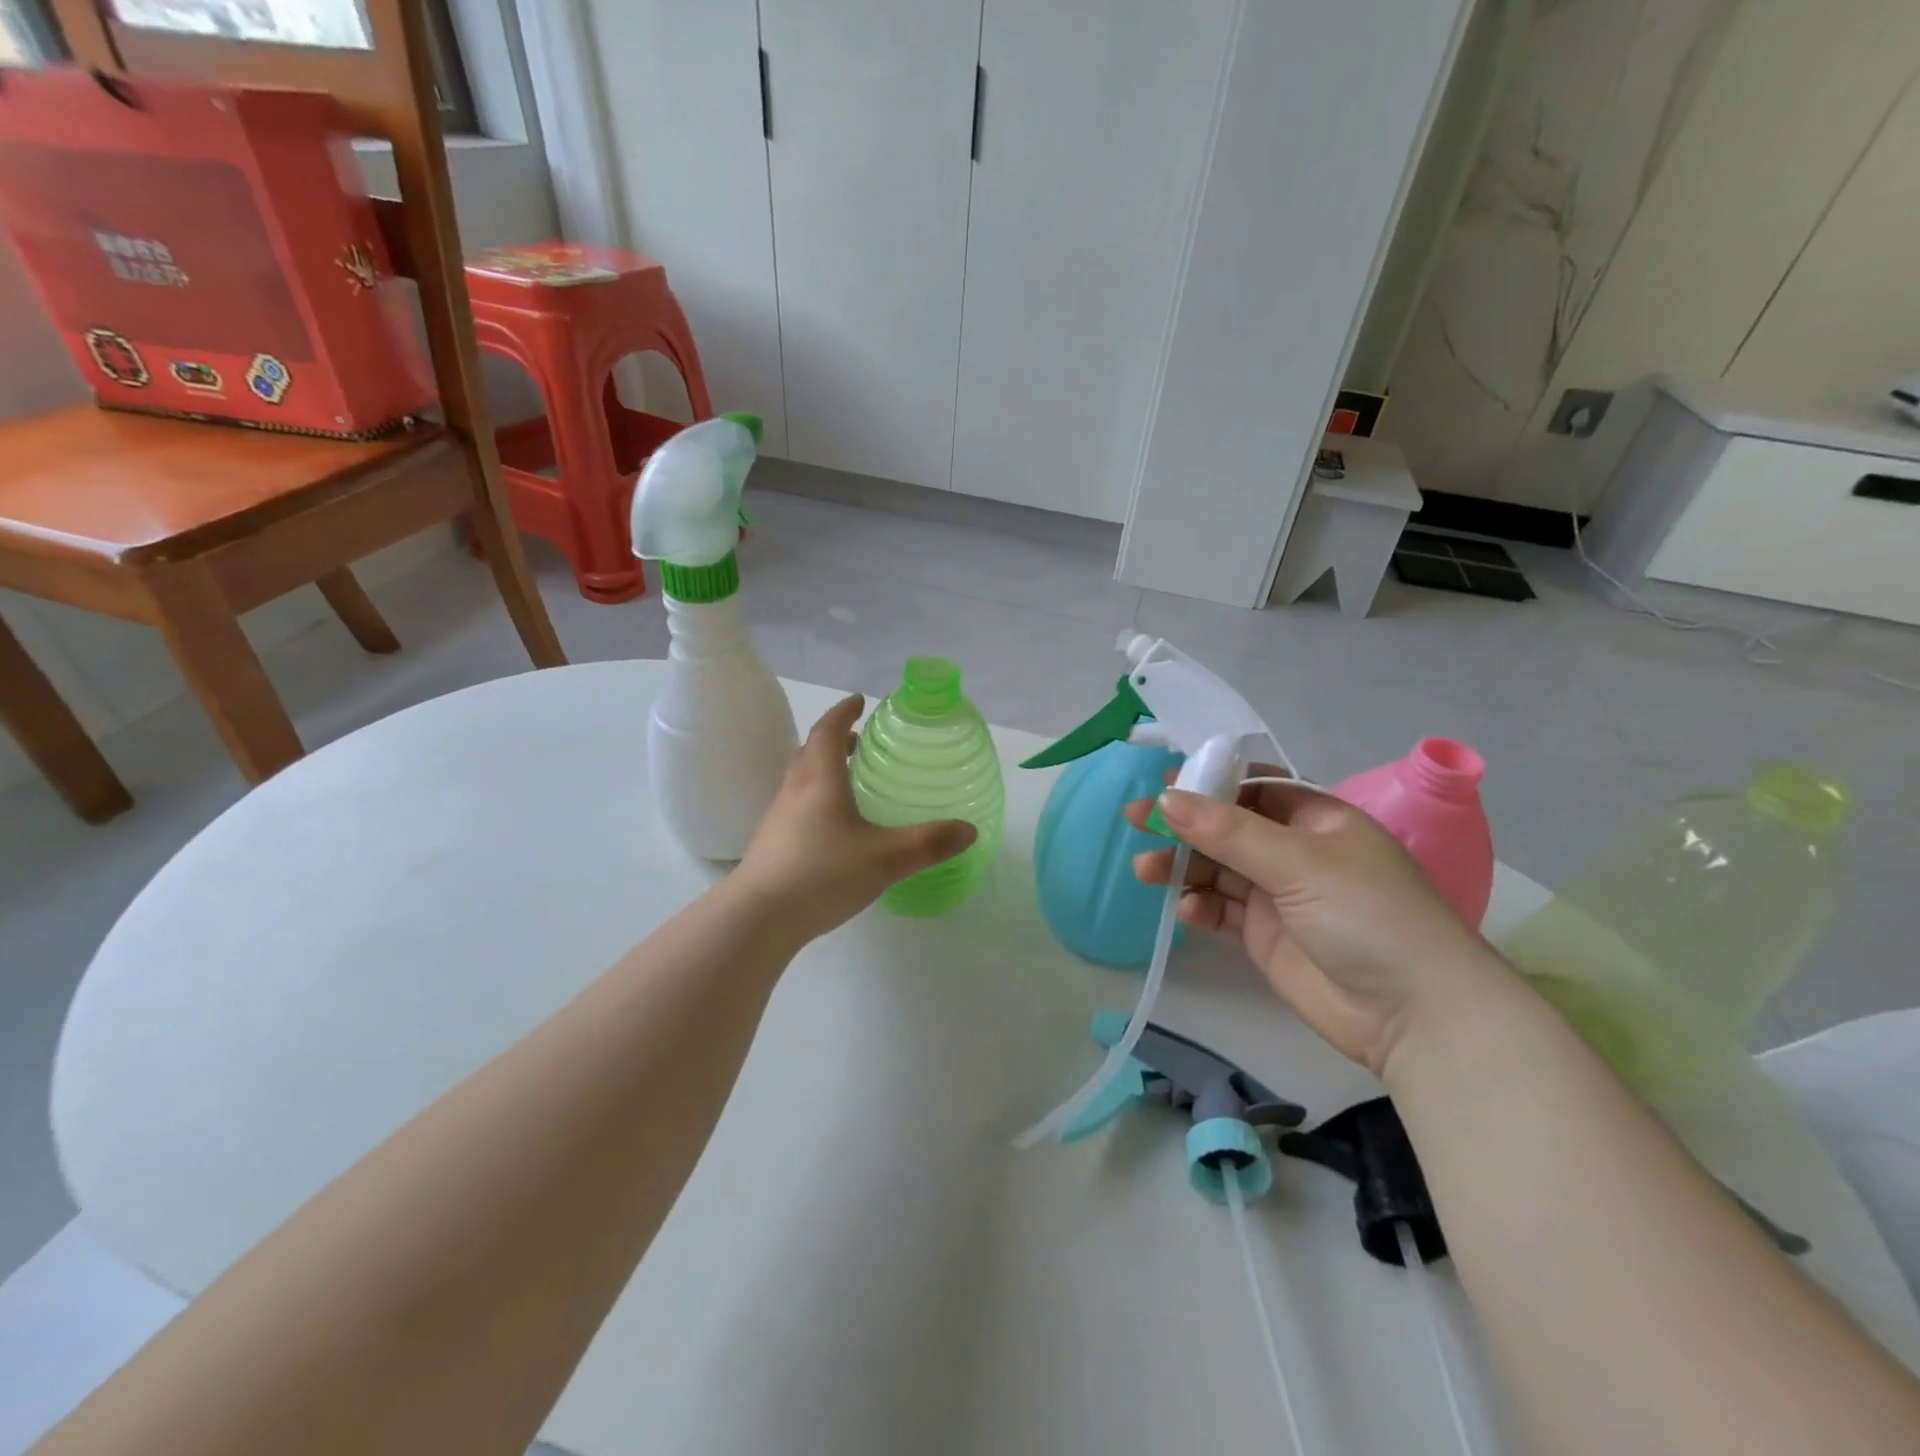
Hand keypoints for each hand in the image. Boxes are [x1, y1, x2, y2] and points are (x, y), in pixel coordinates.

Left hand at [735, 695, 976, 942]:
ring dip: (825, 770)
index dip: (843, 712)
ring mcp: (779, 819)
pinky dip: (818, 800)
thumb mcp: (885, 858)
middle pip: (812, 752)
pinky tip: (836, 828)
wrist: (757, 918)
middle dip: (835, 740)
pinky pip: (798, 807)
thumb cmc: (822, 873)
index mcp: (819, 780)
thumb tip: (969, 830)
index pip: (827, 731)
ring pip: (802, 780)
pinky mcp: (773, 845)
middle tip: (860, 741)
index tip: (859, 701)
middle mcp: (795, 791)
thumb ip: (928, 843)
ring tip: (851, 781)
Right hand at [1130, 780, 1510, 1075]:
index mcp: (1316, 818)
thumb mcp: (1297, 862)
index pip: (1253, 787)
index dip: (1208, 783)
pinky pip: (1223, 911)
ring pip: (1218, 870)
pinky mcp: (1267, 937)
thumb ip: (1227, 831)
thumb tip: (1166, 797)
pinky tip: (1185, 909)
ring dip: (1182, 867)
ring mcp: (1280, 896)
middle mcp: (1296, 852)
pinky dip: (1200, 906)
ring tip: (1145, 870)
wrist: (1414, 1015)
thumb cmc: (1366, 915)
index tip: (1163, 782)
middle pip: (1227, 828)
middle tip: (1135, 820)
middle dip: (1183, 824)